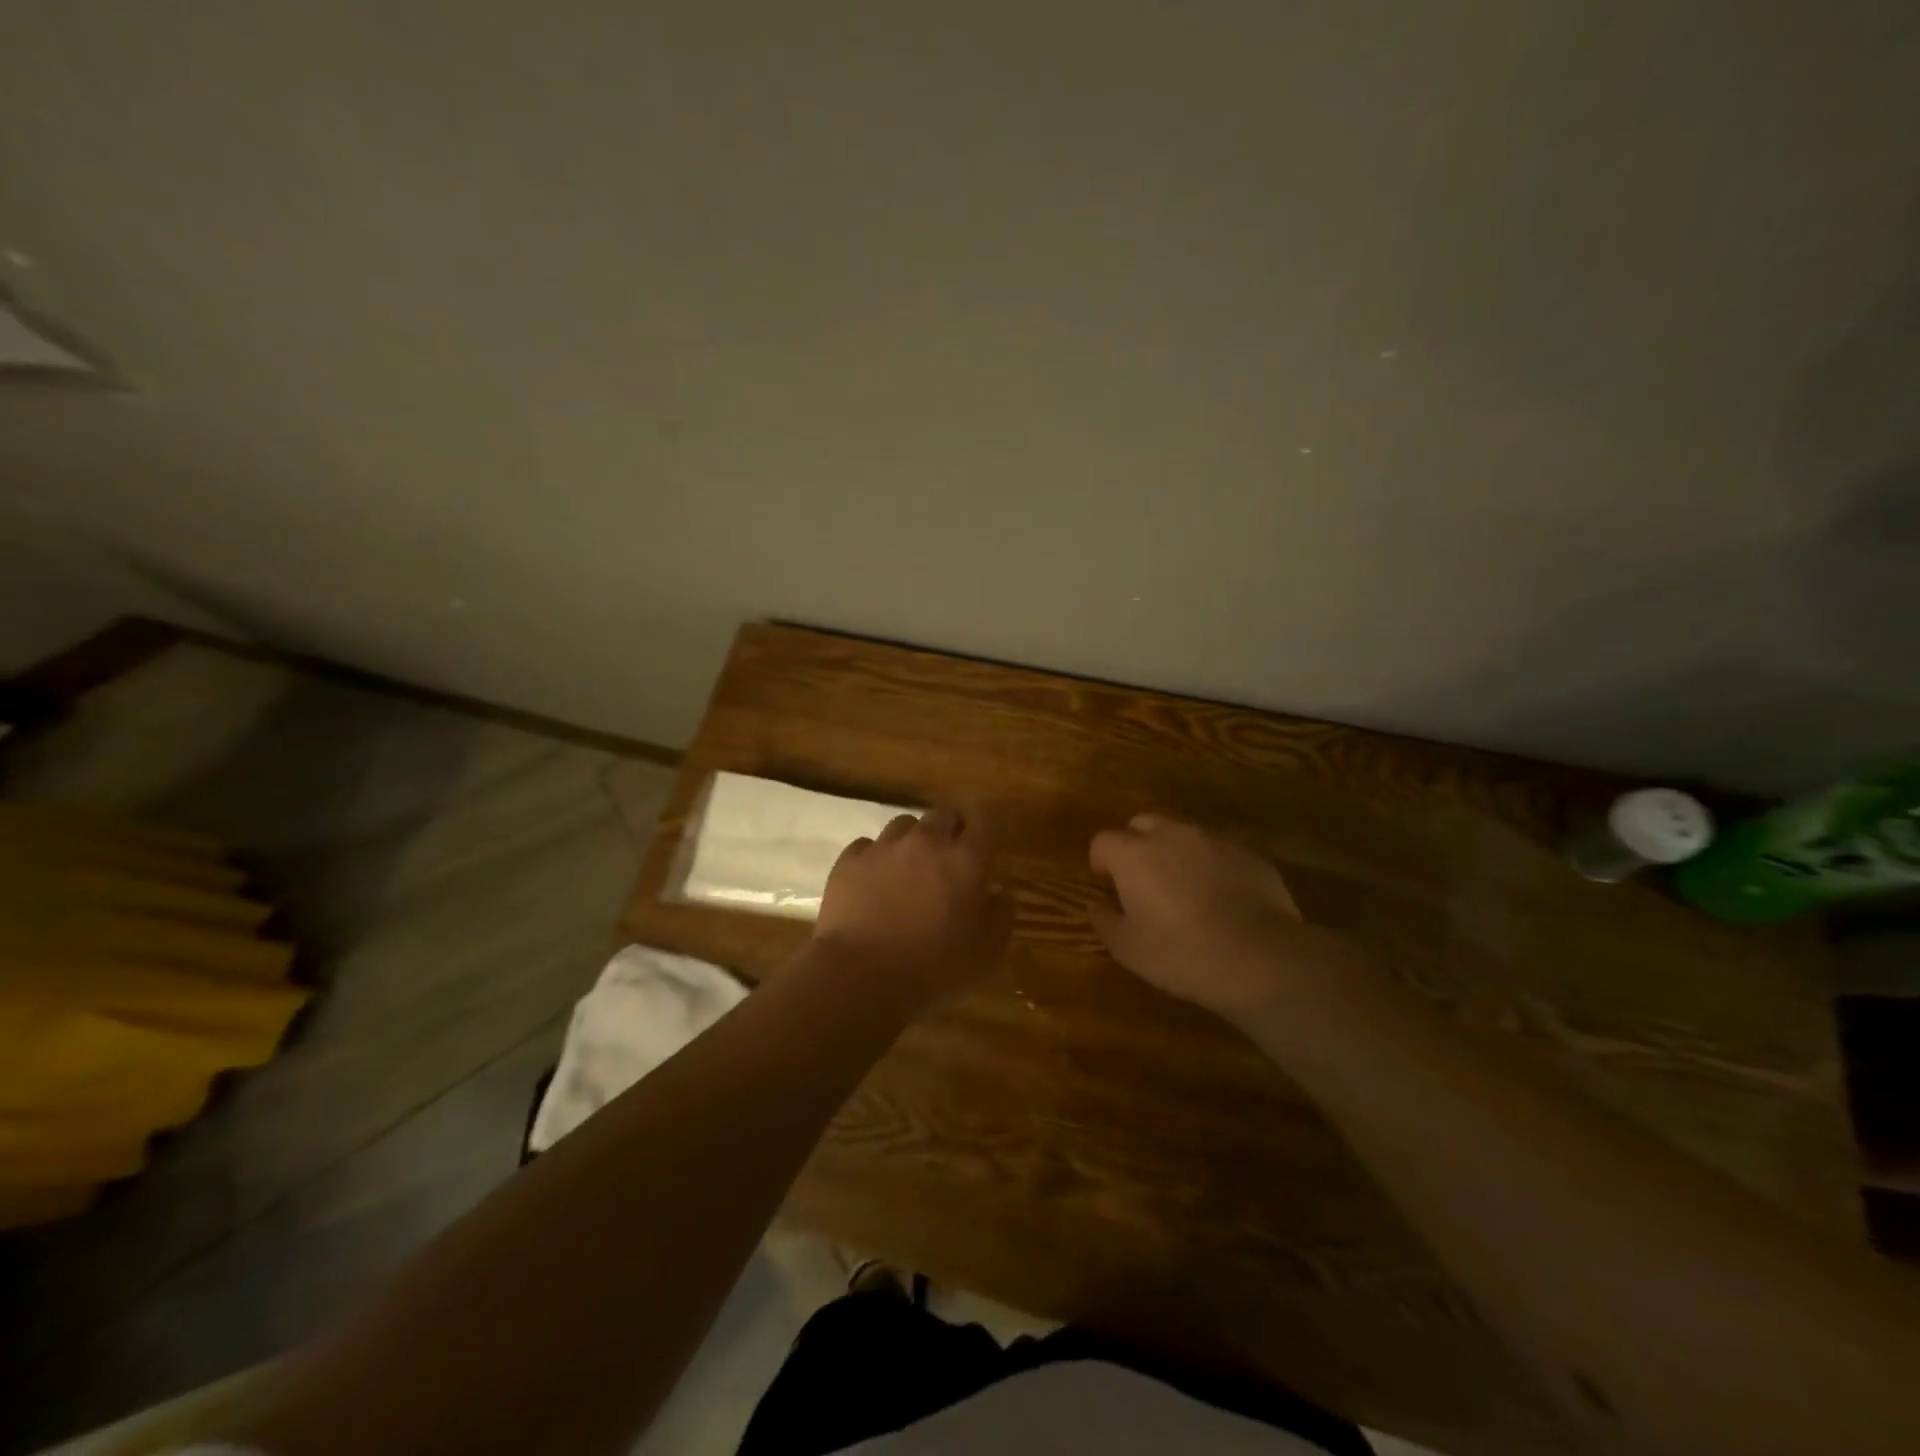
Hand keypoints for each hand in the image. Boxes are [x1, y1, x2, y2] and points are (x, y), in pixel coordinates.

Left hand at [813, 807, 1011, 1014]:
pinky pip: (868, 845)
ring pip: (905, 824)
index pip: (983, 821)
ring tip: (909, 866)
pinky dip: (876, 857)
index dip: (984, 829)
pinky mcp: (850, 860)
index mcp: (965, 860)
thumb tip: (1000, 893)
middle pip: (943, 815)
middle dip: (950, 829)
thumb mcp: (987, 954)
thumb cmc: (933, 968)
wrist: (861, 976)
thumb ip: (1001, 916)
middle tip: (949, 858)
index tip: (984, 845)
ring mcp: (885, 847)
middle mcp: (926, 841)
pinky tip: (874, 880)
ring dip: (913, 839)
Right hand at [1089, 813, 1367, 1023]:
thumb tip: (1097, 904)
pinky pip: (1217, 851)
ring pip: (1182, 835)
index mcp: (1134, 853)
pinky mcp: (1247, 853)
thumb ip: (1105, 920)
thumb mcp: (1128, 948)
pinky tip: (1220, 900)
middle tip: (1142, 881)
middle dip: (1136, 845)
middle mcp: (1171, 835)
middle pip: (1142, 824)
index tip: (1107, 884)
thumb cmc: (1181, 953)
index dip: (1101, 861)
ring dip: (1174, 853)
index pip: (1103, 841)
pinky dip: (1210, 866)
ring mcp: (1213, 840)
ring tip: (1183, 890)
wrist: (1260, 957)